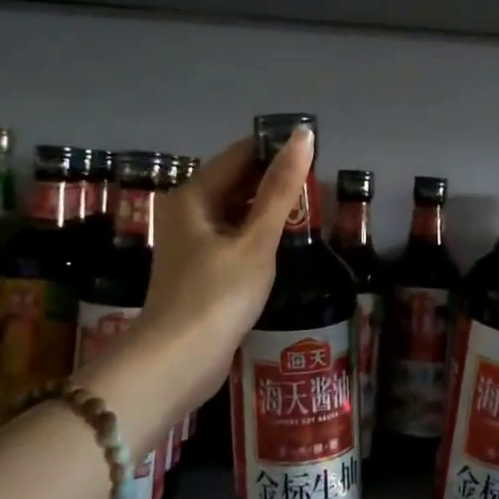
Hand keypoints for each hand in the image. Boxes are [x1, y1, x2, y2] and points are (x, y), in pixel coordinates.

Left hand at [138, 127, 313, 404]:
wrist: (177, 363)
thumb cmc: (217, 295)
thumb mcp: (256, 240)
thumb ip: (281, 188)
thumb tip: (302, 135)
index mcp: (193, 195)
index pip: (241, 154)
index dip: (278, 150)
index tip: (319, 156)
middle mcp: (187, 211)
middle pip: (237, 181)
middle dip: (276, 182)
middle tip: (321, 189)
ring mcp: (191, 241)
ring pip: (236, 210)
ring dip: (269, 210)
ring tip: (311, 212)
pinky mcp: (199, 268)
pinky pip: (233, 236)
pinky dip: (257, 234)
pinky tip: (284, 242)